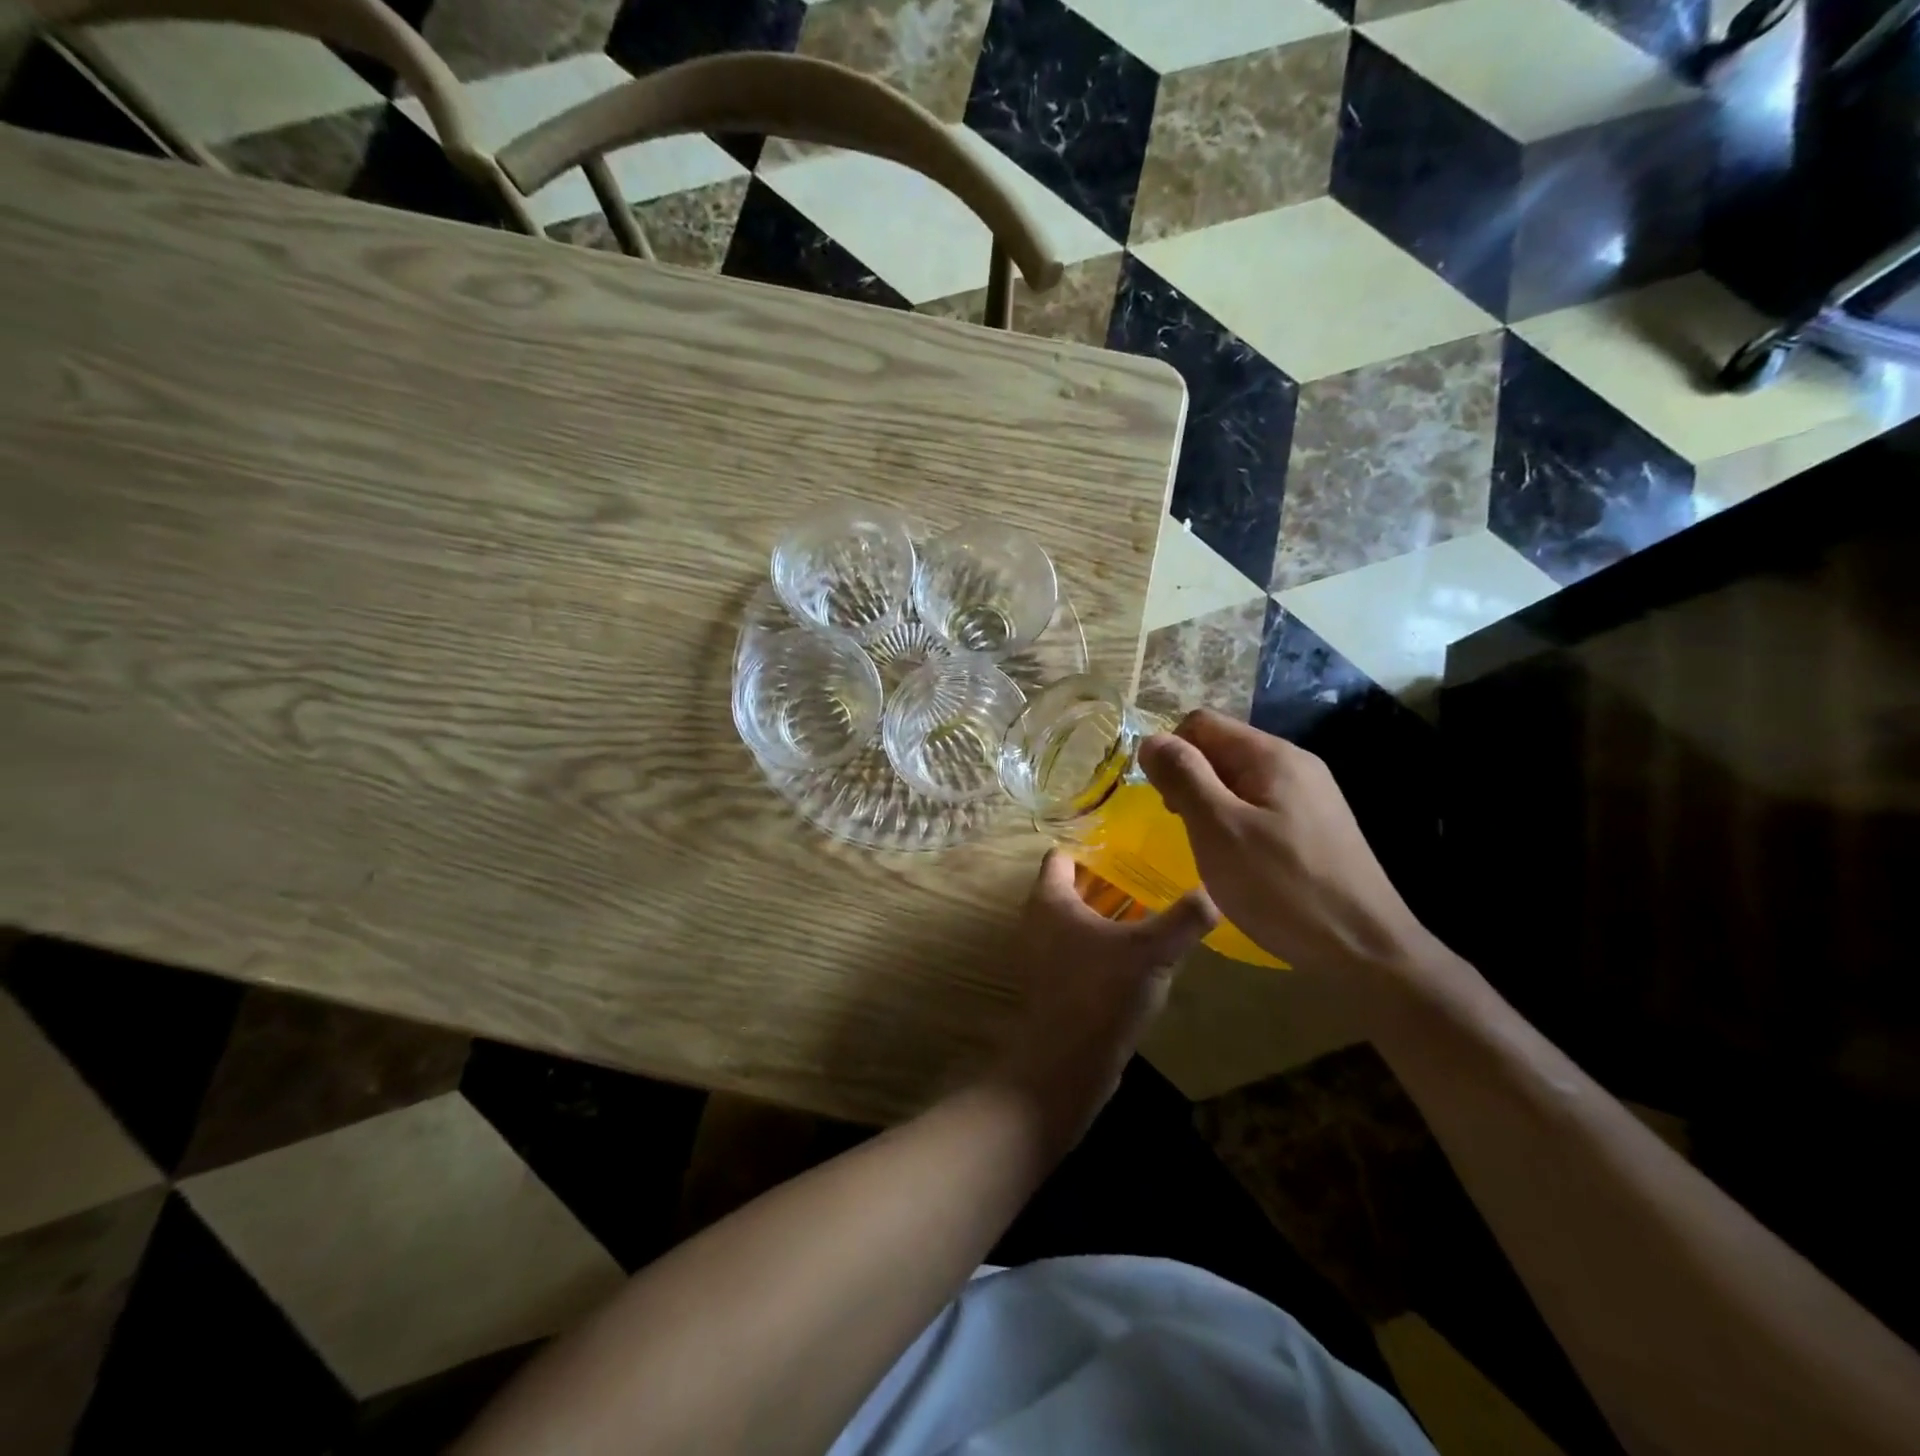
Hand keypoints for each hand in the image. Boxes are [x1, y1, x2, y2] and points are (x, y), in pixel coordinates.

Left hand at [990, 850, 1215, 1146]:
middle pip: (1073, 886)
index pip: (1064, 854)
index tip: (1130, 844)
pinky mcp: (1054, 983)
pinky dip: (1103, 944)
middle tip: (1151, 874)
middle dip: (1109, 880)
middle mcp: (1037, 920)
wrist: (1065, 1064)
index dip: (1094, 845)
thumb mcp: (1151, 951)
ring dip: (1108, 914)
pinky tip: (1138, 955)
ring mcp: (1042, 954)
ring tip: (1152, 911)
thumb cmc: (1101, 992)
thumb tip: (1213, 892)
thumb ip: (1184, 918)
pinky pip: (1079, 949)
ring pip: (1077, 920)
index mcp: (1050, 899)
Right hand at [1137, 710, 1434, 977]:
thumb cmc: (1282, 887)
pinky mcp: (1316, 828)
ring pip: (1239, 781)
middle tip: (1185, 830)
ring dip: (1211, 806)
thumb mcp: (1218, 829)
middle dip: (1190, 781)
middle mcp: (1295, 765)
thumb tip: (1151, 740)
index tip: (1164, 801)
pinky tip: (1239, 863)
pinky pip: (1260, 807)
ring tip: (1209, 850)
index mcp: (1272, 755)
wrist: (1365, 950)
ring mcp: (1311, 797)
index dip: (1171, 752)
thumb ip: (1183, 777)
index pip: (1202, 723)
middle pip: (1222, 749)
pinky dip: (1236, 825)